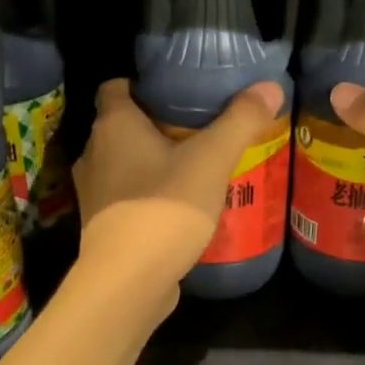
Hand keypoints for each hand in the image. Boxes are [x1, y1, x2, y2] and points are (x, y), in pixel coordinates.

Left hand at [74, 78, 285, 310]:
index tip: (178, 92)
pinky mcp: (102, 226)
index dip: (144, 85)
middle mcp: (94, 153)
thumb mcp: (212, 160)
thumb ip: (240, 121)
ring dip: (152, 164)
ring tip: (193, 168)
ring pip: (124, 164)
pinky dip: (148, 196)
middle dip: (156, 125)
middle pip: (123, 126)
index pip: (116, 87)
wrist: (129, 279)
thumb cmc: (165, 207)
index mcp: (113, 125)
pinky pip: (127, 198)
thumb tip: (271, 87)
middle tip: (198, 130)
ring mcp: (94, 193)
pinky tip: (178, 207)